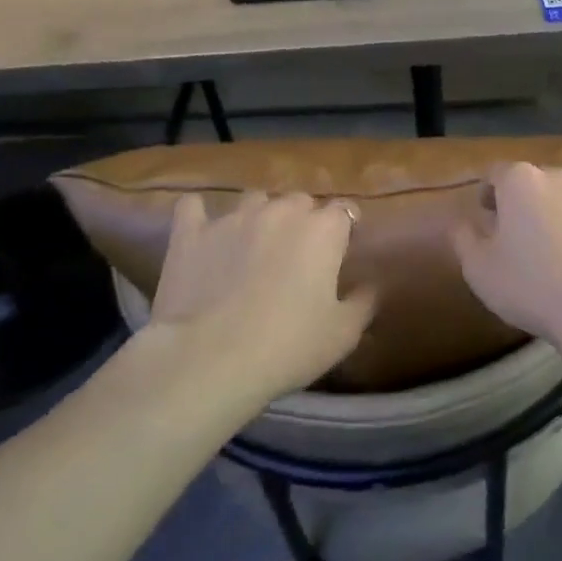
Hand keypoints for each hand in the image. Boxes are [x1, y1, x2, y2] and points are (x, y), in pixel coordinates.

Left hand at [146, 192, 376, 403]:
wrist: (209, 360)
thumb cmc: (288, 346)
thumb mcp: (343, 334)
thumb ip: (363, 302)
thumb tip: (371, 285)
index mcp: (323, 230)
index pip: (345, 211)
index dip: (345, 230)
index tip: (341, 253)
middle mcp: (280, 212)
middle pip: (300, 202)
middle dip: (303, 221)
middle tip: (298, 257)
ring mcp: (232, 218)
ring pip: (254, 199)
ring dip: (260, 216)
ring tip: (254, 246)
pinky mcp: (190, 234)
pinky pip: (193, 208)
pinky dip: (199, 216)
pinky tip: (202, 231)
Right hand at [451, 163, 561, 357]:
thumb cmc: (531, 285)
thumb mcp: (478, 269)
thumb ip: (463, 238)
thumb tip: (461, 222)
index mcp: (521, 181)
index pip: (496, 173)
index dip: (487, 192)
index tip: (486, 216)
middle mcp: (561, 177)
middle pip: (535, 183)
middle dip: (525, 204)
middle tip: (519, 238)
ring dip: (559, 217)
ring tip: (556, 255)